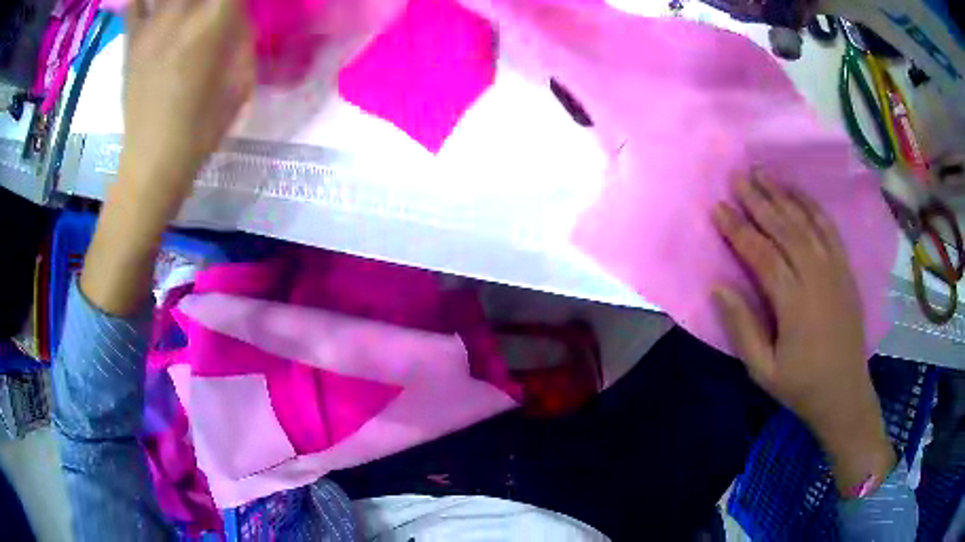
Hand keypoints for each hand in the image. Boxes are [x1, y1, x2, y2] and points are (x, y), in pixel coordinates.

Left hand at [81, 0, 253, 316]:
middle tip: (211, 6)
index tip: (236, 2)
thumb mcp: (240, 79)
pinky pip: (134, 2)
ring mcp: (151, 25)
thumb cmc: (203, 127)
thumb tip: (236, 12)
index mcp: (214, 21)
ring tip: (183, 7)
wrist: (154, 163)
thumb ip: (241, 35)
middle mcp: (182, 12)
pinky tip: (152, 3)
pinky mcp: (131, 41)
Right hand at [712, 170, 895, 495]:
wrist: (845, 393)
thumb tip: (718, 287)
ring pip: (807, 222)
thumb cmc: (801, 386)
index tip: (718, 207)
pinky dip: (812, 206)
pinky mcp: (846, 269)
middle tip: (737, 177)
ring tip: (763, 173)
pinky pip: (829, 229)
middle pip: (785, 229)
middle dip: (759, 200)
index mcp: (794, 303)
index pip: (761, 254)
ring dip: (783, 195)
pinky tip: (798, 193)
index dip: (738, 229)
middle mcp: (816, 276)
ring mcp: (835, 269)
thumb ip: (741, 328)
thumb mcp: (763, 370)